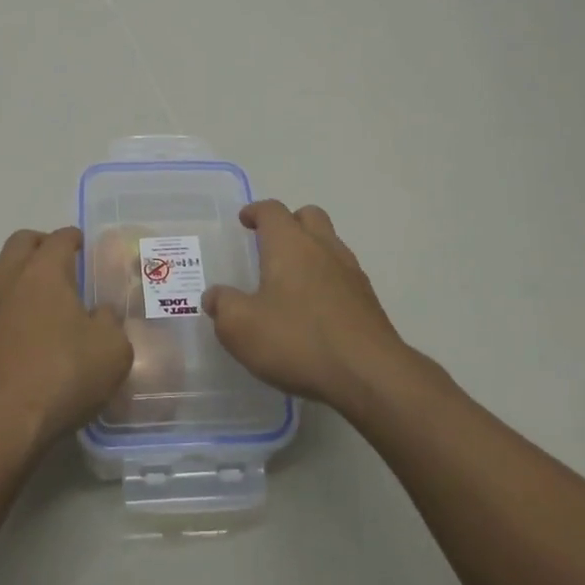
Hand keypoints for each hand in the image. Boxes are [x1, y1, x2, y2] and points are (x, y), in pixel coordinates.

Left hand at [0, 228, 133, 455]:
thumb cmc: (61, 377)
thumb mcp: (112, 351)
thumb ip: (110, 323)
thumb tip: (99, 314)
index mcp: (44, 270)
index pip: (60, 238)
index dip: (74, 238)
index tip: (83, 246)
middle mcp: (8, 277)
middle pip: (22, 242)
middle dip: (41, 245)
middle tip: (60, 263)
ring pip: (0, 272)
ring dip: (20, 275)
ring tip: (41, 301)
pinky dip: (5, 306)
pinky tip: (19, 333)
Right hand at [202, 201, 409, 412]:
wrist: (369, 374)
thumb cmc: (298, 340)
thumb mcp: (242, 328)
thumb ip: (223, 306)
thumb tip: (214, 297)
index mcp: (289, 244)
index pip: (272, 210)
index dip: (256, 211)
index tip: (245, 220)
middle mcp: (322, 247)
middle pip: (308, 216)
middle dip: (289, 222)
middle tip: (271, 243)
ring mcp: (351, 272)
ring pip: (330, 243)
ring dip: (311, 250)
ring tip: (292, 278)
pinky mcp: (368, 300)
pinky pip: (343, 274)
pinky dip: (327, 279)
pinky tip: (316, 308)